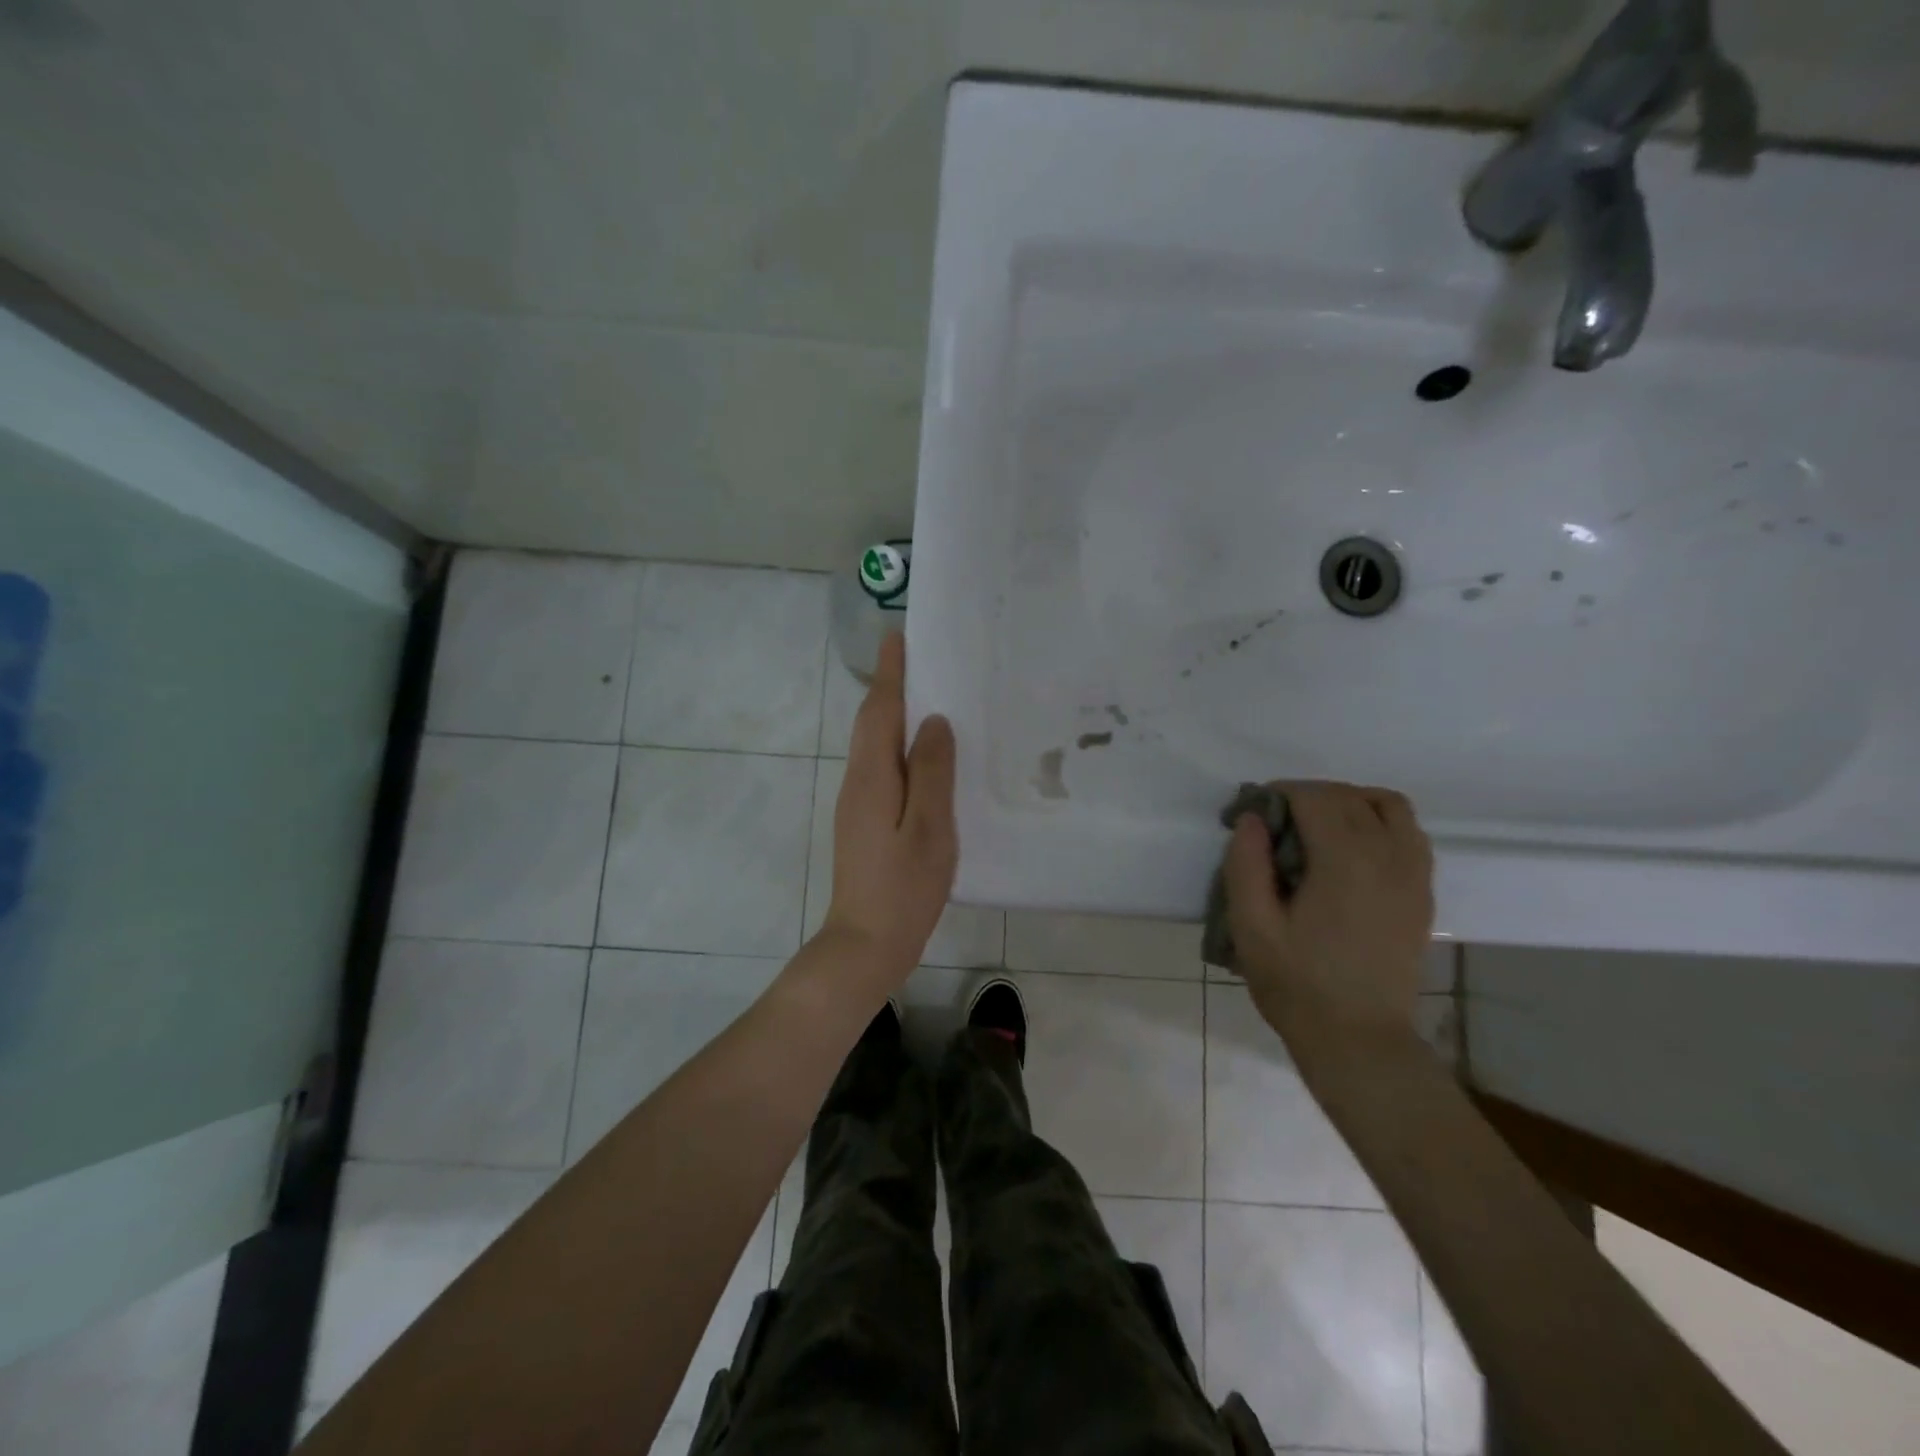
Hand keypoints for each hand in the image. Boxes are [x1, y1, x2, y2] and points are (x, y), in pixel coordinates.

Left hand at [819, 633, 957, 983]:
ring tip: (930, 696)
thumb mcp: (929, 828)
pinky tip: (926, 756)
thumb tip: (934, 721)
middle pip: (873, 724)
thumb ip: (933, 772)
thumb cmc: (903, 888)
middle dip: (891, 687)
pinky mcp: (865, 822)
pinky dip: (900, 748)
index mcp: (872, 777)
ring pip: (877, 746)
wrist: (865, 944)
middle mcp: (858, 782)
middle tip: (921, 659)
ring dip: (895, 716)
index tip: (897, 636)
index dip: (890, 674)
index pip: (879, 711)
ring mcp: (858, 804)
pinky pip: (883, 769)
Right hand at [1224, 781, 1433, 1050]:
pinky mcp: (1422, 893)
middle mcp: (1388, 856)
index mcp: (1345, 861)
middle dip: (1304, 796)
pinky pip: (1408, 833)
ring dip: (1347, 802)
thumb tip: (1251, 819)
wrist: (1359, 1040)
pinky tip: (1348, 850)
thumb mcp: (1251, 927)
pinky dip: (1377, 823)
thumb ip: (1246, 864)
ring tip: (1313, 828)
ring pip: (1387, 805)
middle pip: (1347, 795)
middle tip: (1269, 824)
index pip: (1313, 796)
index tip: (1246, 816)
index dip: (1275, 794)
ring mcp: (1413, 874)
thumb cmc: (1297, 984)